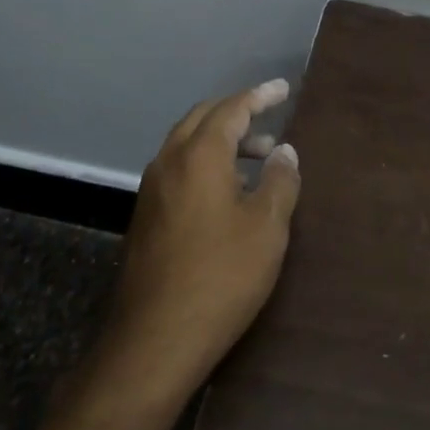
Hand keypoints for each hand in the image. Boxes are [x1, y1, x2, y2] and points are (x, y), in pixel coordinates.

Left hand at [98, 80, 302, 397]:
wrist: (154, 340)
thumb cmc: (220, 277)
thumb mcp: (266, 229)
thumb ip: (280, 181)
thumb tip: (284, 151)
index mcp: (199, 155)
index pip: (232, 109)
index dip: (260, 96)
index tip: (283, 88)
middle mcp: (169, 161)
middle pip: (203, 118)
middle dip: (237, 113)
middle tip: (269, 118)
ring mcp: (152, 189)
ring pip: (188, 144)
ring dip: (221, 140)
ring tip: (259, 158)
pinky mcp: (145, 216)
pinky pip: (179, 169)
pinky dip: (206, 163)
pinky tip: (228, 192)